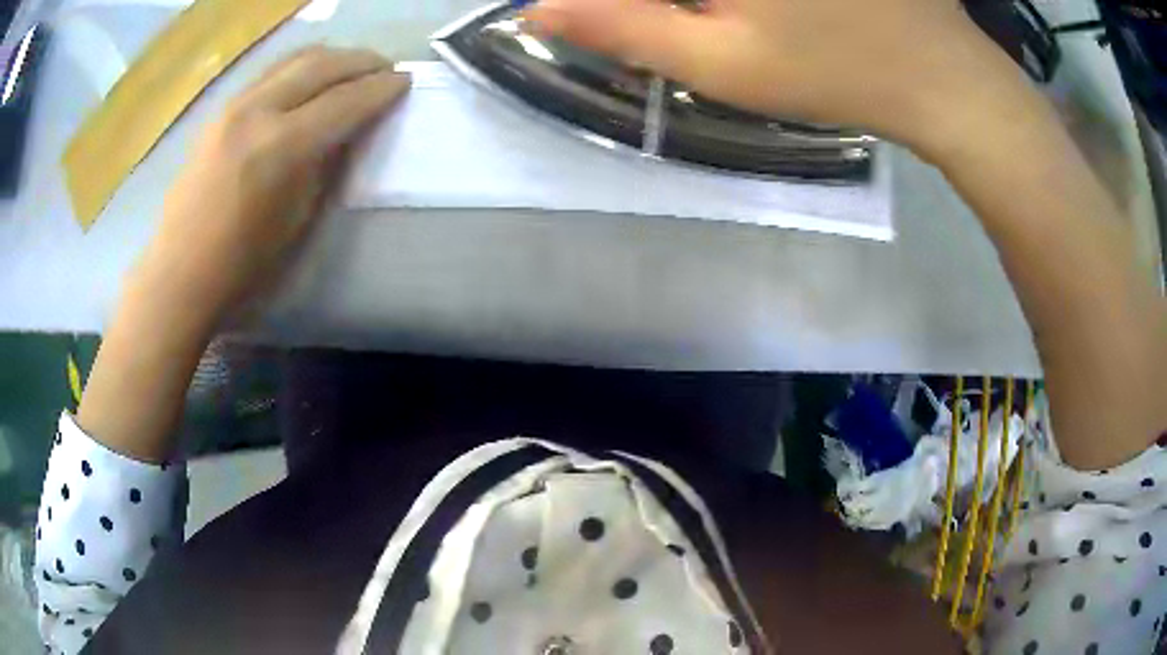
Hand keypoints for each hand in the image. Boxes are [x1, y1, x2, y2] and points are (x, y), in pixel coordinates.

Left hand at [134, 47, 409, 329]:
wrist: (181, 273)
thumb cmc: (244, 265)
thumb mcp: (300, 218)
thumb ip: (327, 164)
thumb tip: (349, 129)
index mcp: (283, 146)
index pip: (345, 101)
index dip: (381, 89)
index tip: (405, 81)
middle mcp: (258, 111)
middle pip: (322, 65)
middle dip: (362, 61)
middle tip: (385, 69)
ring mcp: (234, 106)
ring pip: (295, 59)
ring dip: (332, 58)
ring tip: (353, 68)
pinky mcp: (220, 111)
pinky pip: (271, 72)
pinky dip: (301, 67)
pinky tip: (312, 78)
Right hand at [525, 0, 1022, 151]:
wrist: (945, 77)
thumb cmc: (839, 72)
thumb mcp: (723, 62)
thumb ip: (623, 27)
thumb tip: (539, 7)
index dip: (609, 4)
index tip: (612, 22)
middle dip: (656, 10)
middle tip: (714, 37)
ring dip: (702, 11)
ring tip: (738, 34)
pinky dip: (729, 6)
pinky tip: (755, 21)